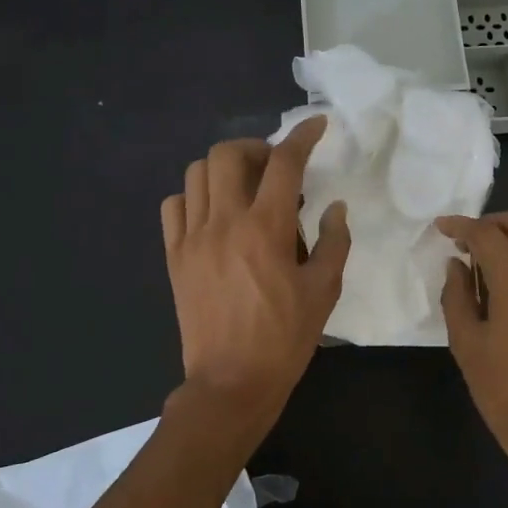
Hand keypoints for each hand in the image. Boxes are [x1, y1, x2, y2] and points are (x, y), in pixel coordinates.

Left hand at [160, 118, 349, 419]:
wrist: (231, 381)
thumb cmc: (284, 338)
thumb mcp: (323, 292)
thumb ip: (333, 243)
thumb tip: (334, 208)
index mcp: (265, 229)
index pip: (284, 163)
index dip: (302, 137)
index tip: (316, 125)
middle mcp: (223, 222)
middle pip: (228, 155)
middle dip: (256, 148)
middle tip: (275, 168)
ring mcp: (192, 238)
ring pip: (196, 174)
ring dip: (224, 169)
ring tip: (244, 188)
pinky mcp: (174, 256)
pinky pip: (174, 206)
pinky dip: (194, 197)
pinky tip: (213, 214)